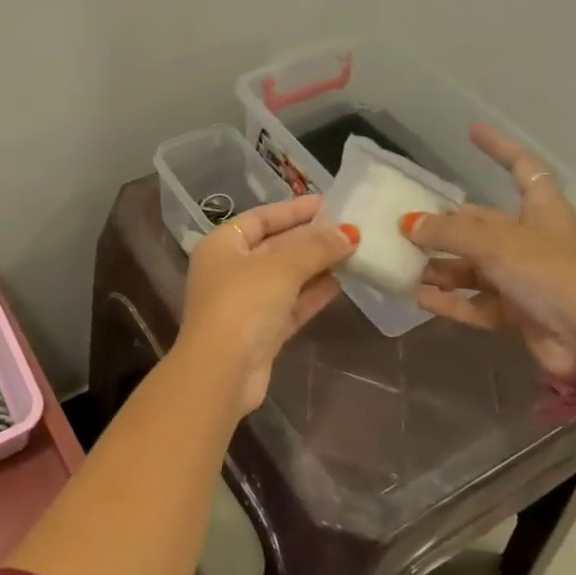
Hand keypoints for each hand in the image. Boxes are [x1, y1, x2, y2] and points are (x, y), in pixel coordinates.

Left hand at [177, 196, 357, 413]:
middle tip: (350, 228)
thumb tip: (349, 232)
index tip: (328, 203)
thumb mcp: (281, 267)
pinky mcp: (261, 332)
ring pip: (286, 278)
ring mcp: (245, 303)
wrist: (221, 371)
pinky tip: (341, 283)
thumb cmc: (243, 304)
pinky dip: (313, 294)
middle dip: (311, 239)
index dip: (294, 210)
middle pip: (275, 247)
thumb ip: (316, 248)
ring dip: (317, 266)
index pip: (261, 218)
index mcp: (222, 246)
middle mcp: (230, 270)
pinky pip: (291, 305)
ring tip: (354, 252)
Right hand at [403, 126, 575, 377]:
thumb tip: (407, 223)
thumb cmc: (553, 275)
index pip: (522, 168)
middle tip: (405, 228)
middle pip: (482, 225)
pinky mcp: (518, 313)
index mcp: (542, 211)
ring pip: (474, 267)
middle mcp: (533, 241)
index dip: (499, 148)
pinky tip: (418, 298)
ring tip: (403, 266)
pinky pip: (475, 303)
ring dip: (441, 268)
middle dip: (446, 226)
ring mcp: (526, 279)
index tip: (472, 130)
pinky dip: (450, 301)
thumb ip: (449, 233)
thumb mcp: (497, 245)